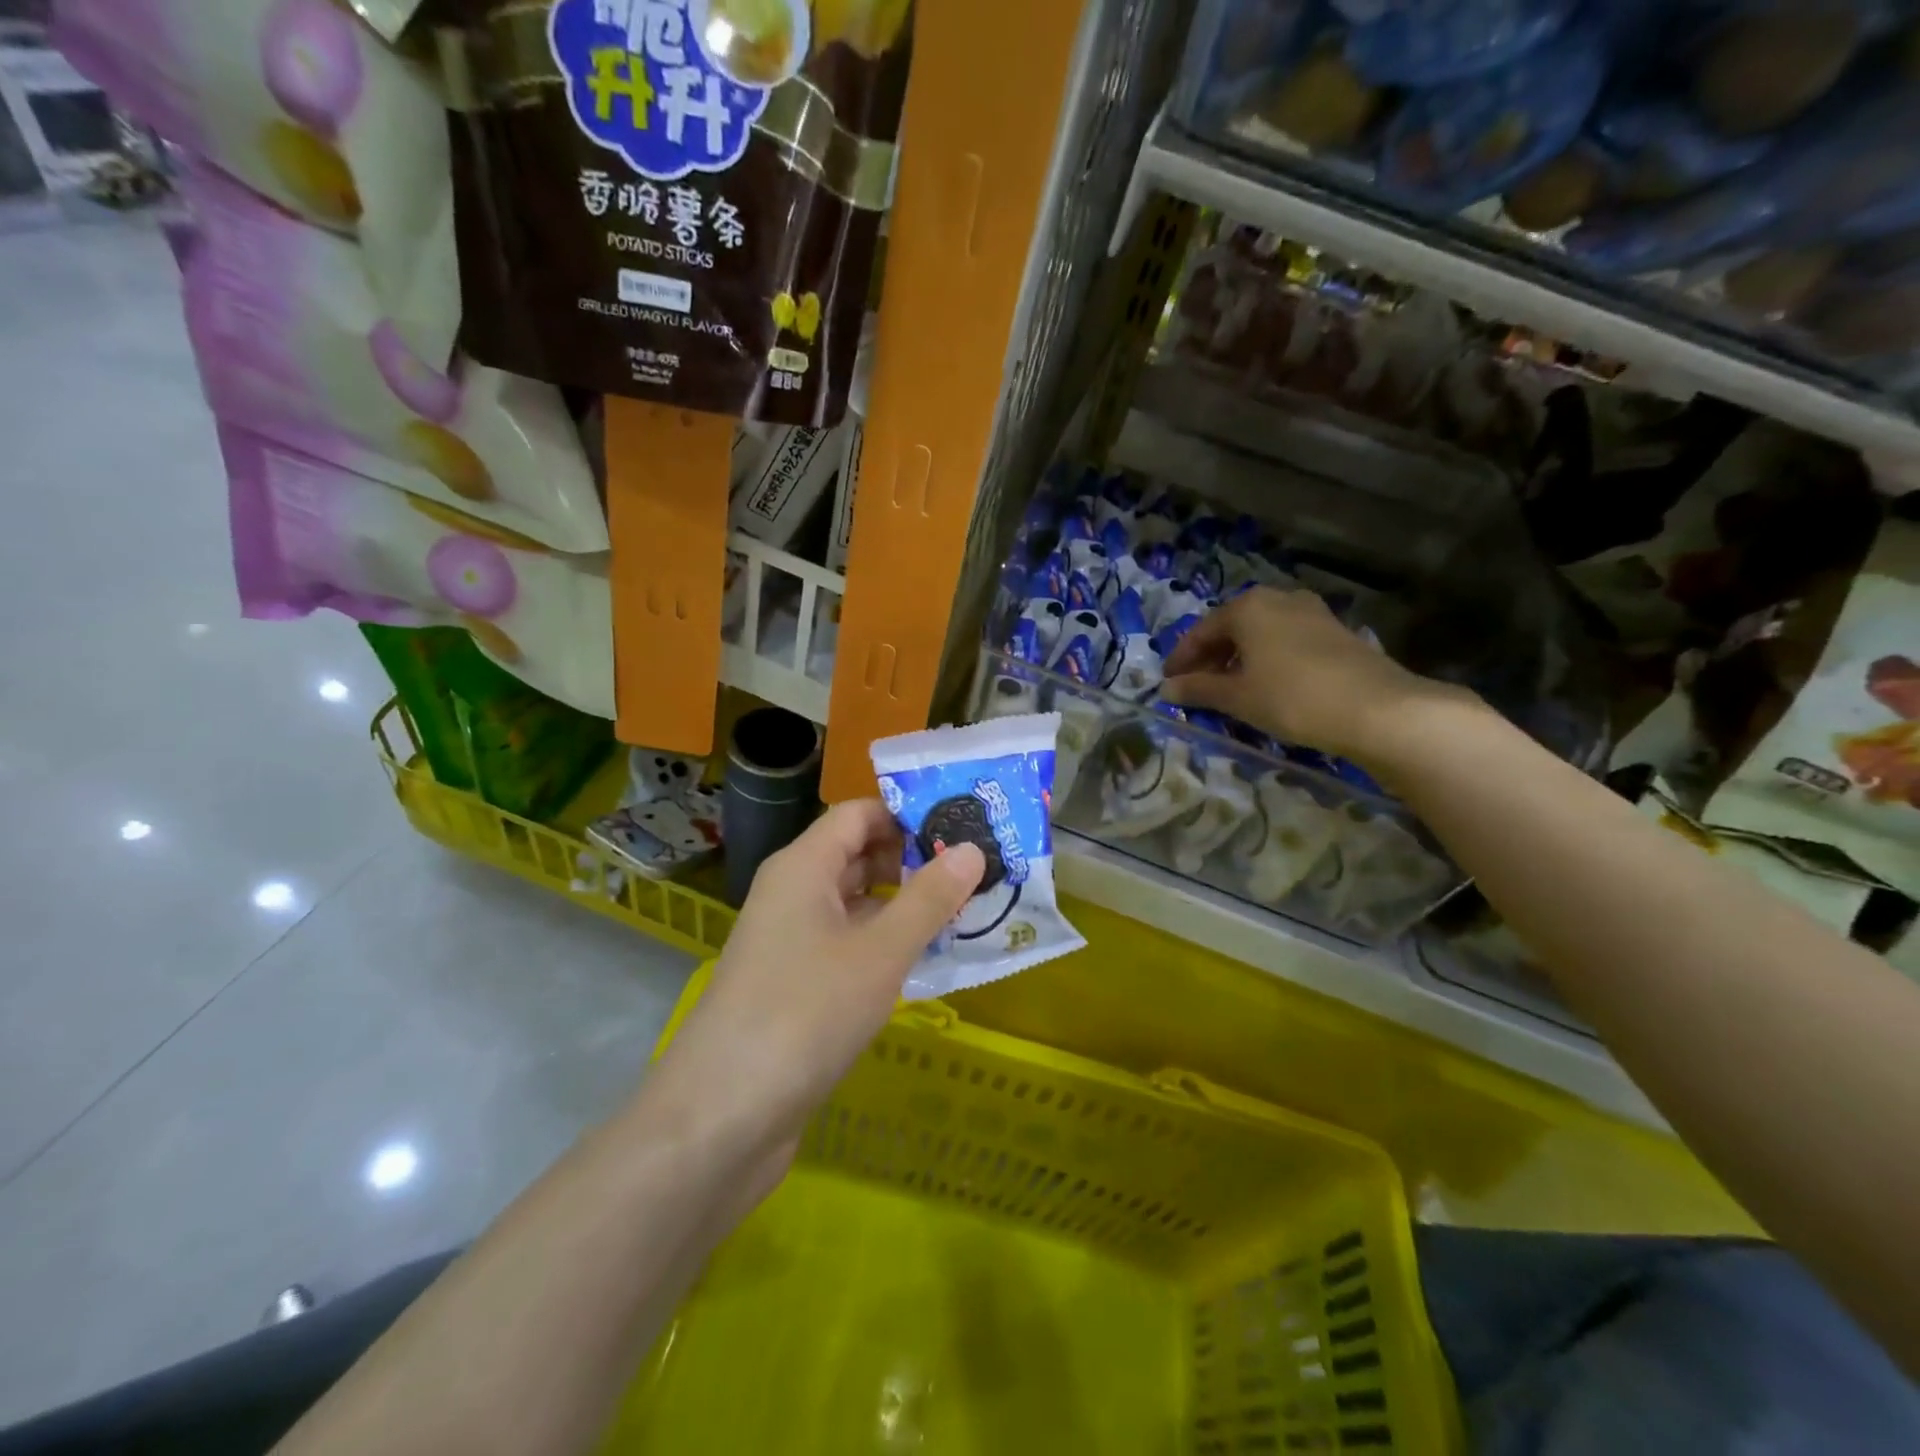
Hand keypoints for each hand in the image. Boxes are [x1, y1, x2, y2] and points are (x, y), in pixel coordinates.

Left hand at [647, 800, 984, 1169]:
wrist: (722, 1116)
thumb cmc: (805, 1013)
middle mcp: (793, 892)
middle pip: (858, 854)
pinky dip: (885, 943)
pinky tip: (925, 962)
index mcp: (803, 866)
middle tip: (976, 874)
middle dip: (914, 860)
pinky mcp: (795, 983)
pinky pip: (847, 943)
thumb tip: (971, 849)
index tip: (964, 829)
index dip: (909, 815)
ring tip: (965, 913)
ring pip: (855, 903)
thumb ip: (928, 898)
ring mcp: (790, 940)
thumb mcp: (880, 952)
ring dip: (904, 905)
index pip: (859, 814)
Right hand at [1161, 587, 1472, 763]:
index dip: (1181, 659)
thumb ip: (1198, 689)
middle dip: (1210, 657)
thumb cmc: (1291, 697)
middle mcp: (1278, 599)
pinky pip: (1285, 640)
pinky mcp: (1334, 631)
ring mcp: (1311, 612)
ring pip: (1260, 633)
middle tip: (1195, 686)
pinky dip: (1266, 658)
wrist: (1375, 708)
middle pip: (1231, 627)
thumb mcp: (1236, 697)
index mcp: (1247, 607)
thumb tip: (1166, 689)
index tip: (1168, 683)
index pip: (1201, 631)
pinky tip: (1266, 684)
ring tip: (1229, 688)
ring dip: (1239, 658)